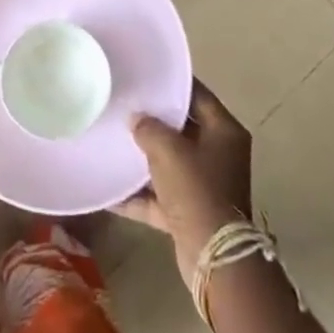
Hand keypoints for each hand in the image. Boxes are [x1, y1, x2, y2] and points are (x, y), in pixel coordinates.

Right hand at [116, 80, 252, 283]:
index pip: (197, 94)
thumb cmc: (196, 190)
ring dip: (144, 157)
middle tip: (124, 104)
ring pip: (170, 162)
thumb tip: (136, 119)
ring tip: (112, 140)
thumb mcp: (169, 150)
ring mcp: (205, 184)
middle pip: (182, 128)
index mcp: (224, 131)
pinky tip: (109, 190)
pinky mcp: (190, 211)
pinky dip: (138, 194)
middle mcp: (219, 154)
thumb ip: (149, 128)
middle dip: (153, 120)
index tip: (144, 74)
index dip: (171, 83)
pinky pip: (160, 195)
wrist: (214, 258)